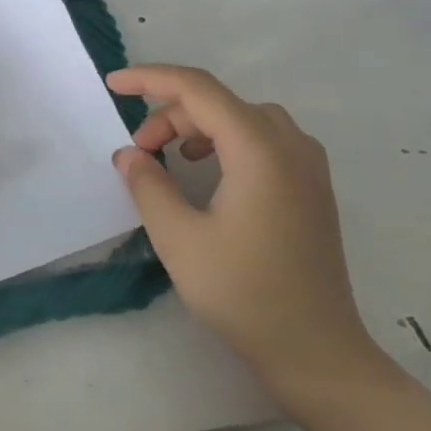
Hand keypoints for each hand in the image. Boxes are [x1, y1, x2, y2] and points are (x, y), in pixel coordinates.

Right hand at [106, 65, 376, 392]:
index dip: (150, 79)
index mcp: (259, 149)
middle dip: (170, 114)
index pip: (197, 89)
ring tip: (170, 155)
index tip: (113, 84)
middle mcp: (290, 144)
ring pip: (242, 116)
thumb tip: (130, 155)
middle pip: (219, 101)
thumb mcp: (179, 239)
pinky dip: (226, 139)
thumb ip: (148, 186)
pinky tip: (209, 169)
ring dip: (198, 124)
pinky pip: (263, 137)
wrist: (317, 351)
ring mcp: (307, 164)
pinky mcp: (311, 185)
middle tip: (139, 152)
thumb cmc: (244, 293)